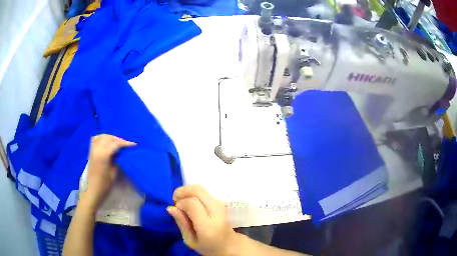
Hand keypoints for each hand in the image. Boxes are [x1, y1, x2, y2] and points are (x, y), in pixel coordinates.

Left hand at [80, 134, 135, 212]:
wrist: (94, 190)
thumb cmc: (105, 184)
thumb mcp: (114, 173)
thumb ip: (117, 160)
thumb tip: (122, 153)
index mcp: (103, 155)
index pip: (116, 144)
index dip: (125, 143)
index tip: (134, 145)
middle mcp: (97, 149)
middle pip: (109, 138)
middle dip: (119, 139)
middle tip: (127, 144)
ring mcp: (93, 149)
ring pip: (102, 136)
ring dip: (111, 137)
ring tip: (117, 142)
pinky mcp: (91, 152)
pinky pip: (96, 139)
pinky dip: (102, 138)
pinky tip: (106, 142)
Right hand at [167, 185, 237, 255]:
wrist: (229, 244)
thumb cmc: (208, 247)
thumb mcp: (190, 240)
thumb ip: (182, 223)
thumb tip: (171, 207)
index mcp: (208, 226)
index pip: (192, 204)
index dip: (180, 203)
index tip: (176, 210)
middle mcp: (217, 211)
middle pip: (197, 190)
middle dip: (182, 192)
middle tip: (175, 201)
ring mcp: (220, 205)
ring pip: (200, 188)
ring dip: (187, 192)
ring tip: (182, 203)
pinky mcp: (220, 202)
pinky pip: (203, 191)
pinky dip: (193, 194)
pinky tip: (189, 203)